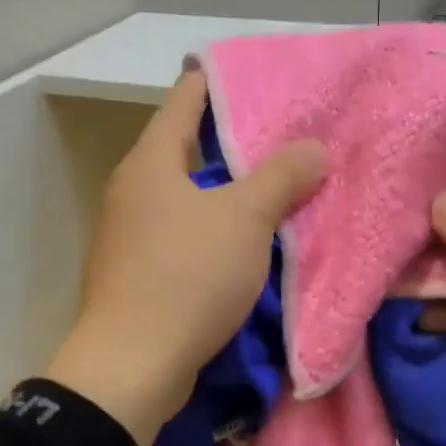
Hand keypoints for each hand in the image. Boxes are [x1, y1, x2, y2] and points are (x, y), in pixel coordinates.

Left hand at [45, 71, 326, 445]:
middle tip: (289, 144)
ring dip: (229, 198)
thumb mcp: (245, 220)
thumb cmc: (187, 278)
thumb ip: (281, 177)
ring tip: (280, 196)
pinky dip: (216, 238)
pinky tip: (249, 249)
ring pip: (189, 202)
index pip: (186, 98)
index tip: (267, 80)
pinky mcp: (140, 278)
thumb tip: (313, 148)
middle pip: (188, 152)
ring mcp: (131, 238)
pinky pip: (185, 242)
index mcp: (150, 162)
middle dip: (238, 147)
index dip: (224, 82)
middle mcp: (133, 192)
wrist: (134, 366)